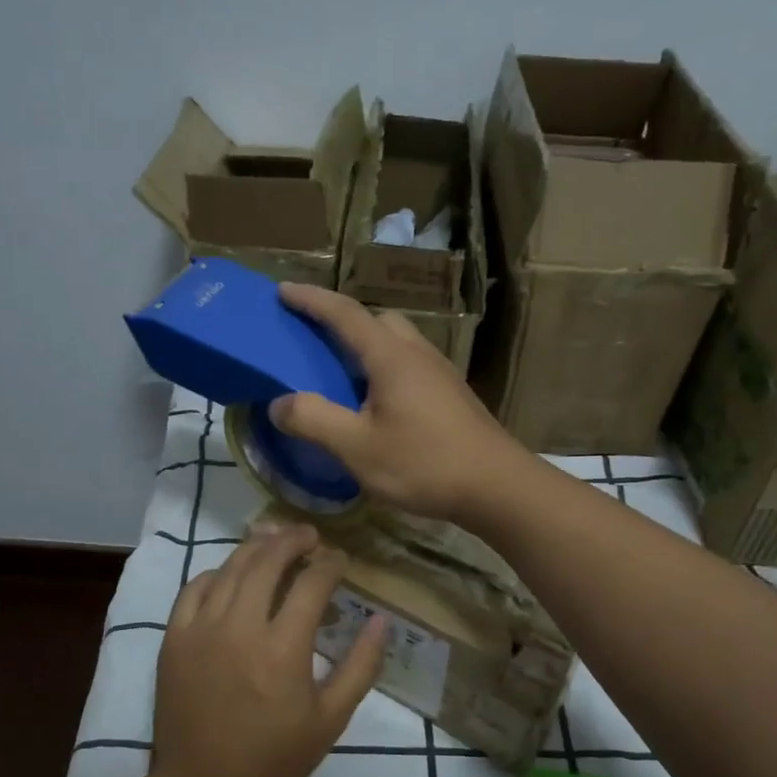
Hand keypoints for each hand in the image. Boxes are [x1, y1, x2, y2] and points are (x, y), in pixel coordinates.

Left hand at [151, 523, 386, 776]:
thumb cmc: (275, 757)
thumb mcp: (331, 718)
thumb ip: (361, 665)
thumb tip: (381, 619)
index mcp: (283, 648)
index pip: (311, 584)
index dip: (330, 564)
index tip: (340, 559)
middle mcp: (239, 627)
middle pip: (267, 561)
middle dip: (292, 540)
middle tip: (309, 535)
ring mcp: (200, 629)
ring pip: (230, 568)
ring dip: (256, 548)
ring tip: (274, 538)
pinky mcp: (174, 638)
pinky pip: (193, 589)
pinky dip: (216, 573)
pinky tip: (230, 573)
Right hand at [272, 284, 528, 523]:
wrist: (497, 486)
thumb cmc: (423, 463)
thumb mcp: (357, 447)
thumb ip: (313, 420)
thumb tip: (279, 403)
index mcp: (390, 356)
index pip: (344, 314)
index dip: (310, 300)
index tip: (283, 290)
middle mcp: (417, 353)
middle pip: (377, 321)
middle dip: (342, 322)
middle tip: (314, 341)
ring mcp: (440, 373)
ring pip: (397, 343)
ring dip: (366, 348)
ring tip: (341, 377)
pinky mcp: (452, 395)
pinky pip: (409, 366)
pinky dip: (384, 370)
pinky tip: (377, 405)